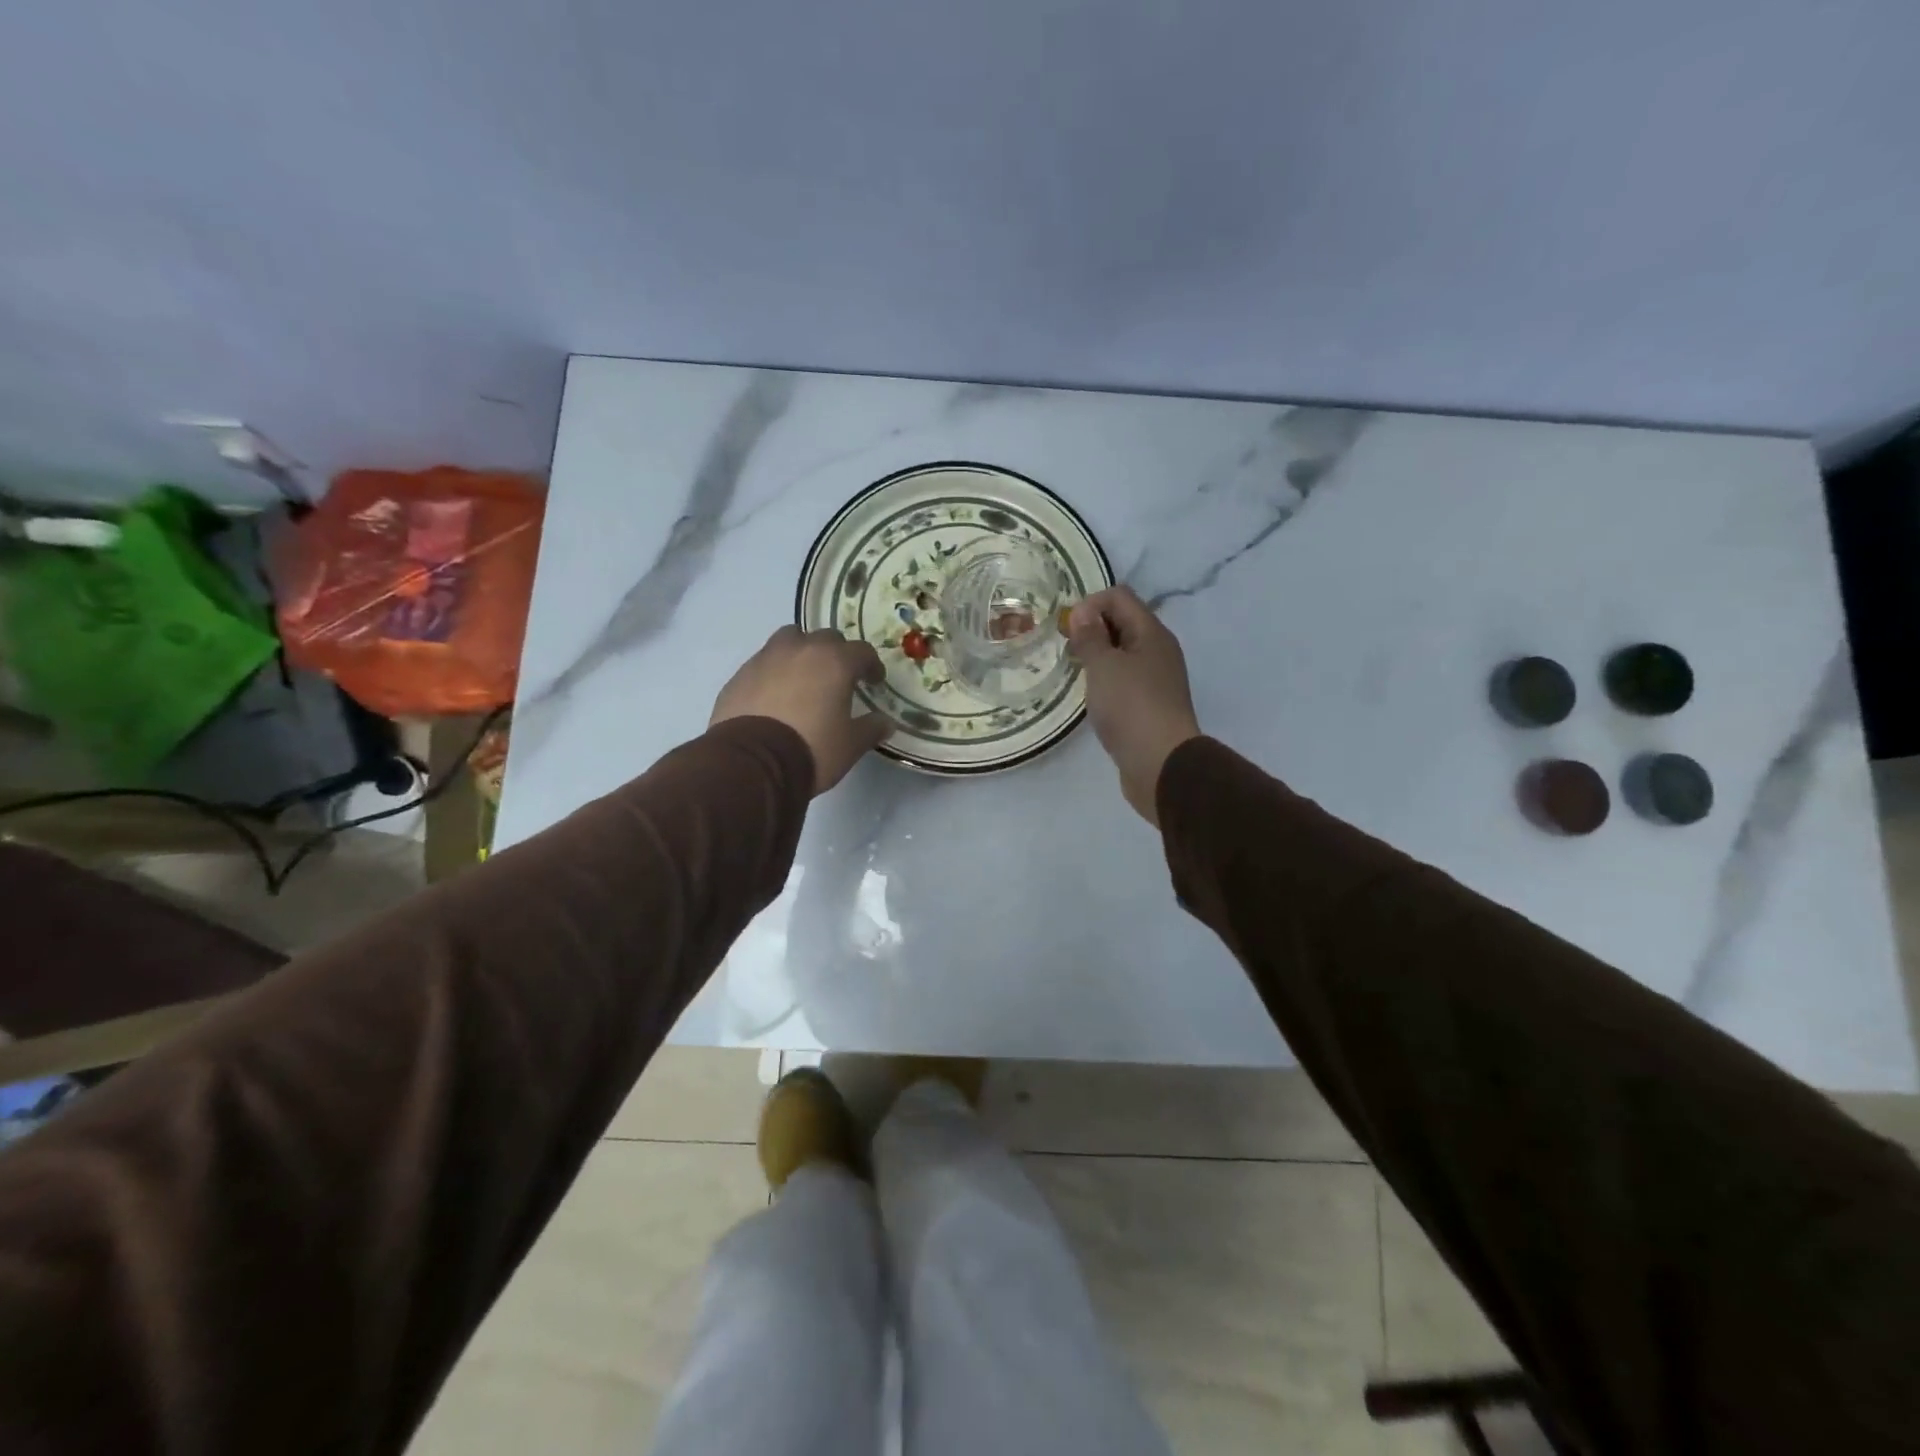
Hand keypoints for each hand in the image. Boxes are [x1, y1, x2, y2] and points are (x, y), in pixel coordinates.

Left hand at [711, 626, 892, 795]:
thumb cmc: (811, 749)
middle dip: (836, 654)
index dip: (871, 665)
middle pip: (826, 638)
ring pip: (790, 640)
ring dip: (802, 652)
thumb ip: (871, 728)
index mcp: (834, 662)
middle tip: (839, 677)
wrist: (751, 764)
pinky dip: (774, 671)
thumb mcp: (850, 745)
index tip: (873, 681)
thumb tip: (886, 722)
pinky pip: (764, 662)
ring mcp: (766, 658)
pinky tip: (775, 695)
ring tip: (804, 677)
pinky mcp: (740, 674)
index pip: (862, 651)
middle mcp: (801, 650)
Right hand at [1067, 586, 1201, 825]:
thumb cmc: (1130, 707)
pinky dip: (1106, 680)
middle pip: (1122, 622)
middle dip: (1092, 628)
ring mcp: (1156, 679)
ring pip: (1122, 653)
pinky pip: (1124, 679)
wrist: (1160, 763)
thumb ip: (1090, 636)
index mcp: (1151, 633)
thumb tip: (1083, 611)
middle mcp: (1158, 650)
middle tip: (1067, 649)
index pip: (1120, 596)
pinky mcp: (1149, 705)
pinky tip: (1092, 696)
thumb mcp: (1103, 665)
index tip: (1068, 630)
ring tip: (1075, 671)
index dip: (1090, 604)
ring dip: (1097, 656)